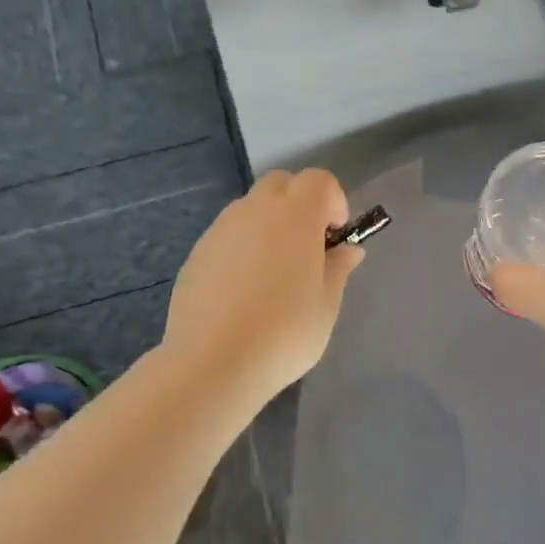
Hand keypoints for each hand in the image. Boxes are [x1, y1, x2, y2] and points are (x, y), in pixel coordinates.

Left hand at [163, 168, 365, 401]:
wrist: (213, 363)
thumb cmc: (284, 332)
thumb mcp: (326, 304)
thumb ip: (338, 268)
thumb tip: (347, 249)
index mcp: (295, 215)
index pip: (320, 180)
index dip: (334, 202)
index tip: (335, 239)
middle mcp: (255, 210)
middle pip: (282, 184)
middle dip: (300, 204)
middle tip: (307, 248)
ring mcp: (221, 229)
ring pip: (251, 208)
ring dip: (269, 225)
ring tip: (274, 274)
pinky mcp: (197, 252)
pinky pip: (228, 235)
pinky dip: (243, 247)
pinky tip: (243, 291)